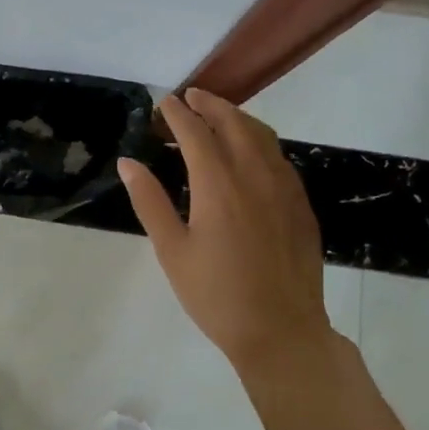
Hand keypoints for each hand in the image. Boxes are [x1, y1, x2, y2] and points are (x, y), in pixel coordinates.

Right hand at [118, 87, 330, 370]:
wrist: (282, 332)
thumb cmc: (217, 296)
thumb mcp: (172, 251)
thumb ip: (149, 202)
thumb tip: (128, 163)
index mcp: (218, 184)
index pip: (195, 132)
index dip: (177, 113)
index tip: (164, 102)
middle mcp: (254, 174)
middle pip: (233, 122)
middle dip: (210, 104)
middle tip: (191, 96)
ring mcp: (284, 187)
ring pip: (262, 135)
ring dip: (237, 117)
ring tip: (219, 115)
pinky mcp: (300, 204)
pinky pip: (279, 156)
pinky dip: (259, 140)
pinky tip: (251, 153)